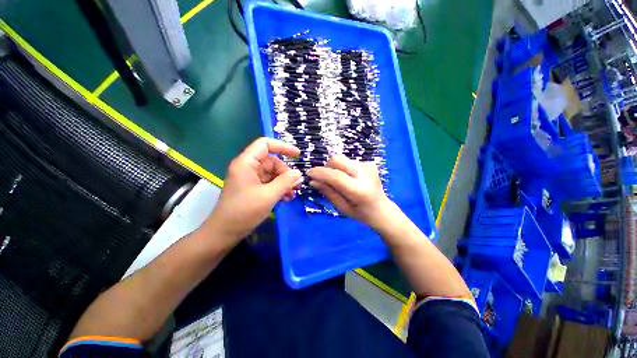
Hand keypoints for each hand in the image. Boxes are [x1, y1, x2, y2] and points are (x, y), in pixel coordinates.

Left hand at [206, 138, 300, 244]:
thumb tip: (298, 173)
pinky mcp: (252, 188)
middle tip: (296, 185)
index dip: (282, 147)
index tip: (297, 155)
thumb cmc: (244, 212)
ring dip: (284, 182)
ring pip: (272, 173)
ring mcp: (250, 178)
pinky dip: (278, 188)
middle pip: (272, 162)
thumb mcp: (268, 196)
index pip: (265, 144)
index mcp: (247, 163)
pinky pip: (269, 183)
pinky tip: (286, 198)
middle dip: (285, 172)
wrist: (224, 233)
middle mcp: (248, 167)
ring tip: (292, 194)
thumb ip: (285, 182)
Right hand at [307, 155, 395, 231]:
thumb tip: (313, 180)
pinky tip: (347, 178)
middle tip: (323, 178)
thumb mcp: (341, 208)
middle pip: (338, 160)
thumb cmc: (360, 213)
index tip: (309, 173)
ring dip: (334, 167)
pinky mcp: (369, 163)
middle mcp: (365, 174)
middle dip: (326, 167)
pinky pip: (348, 161)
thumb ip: (328, 192)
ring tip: (336, 179)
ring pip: (342, 159)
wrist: (382, 209)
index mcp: (359, 190)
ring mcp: (368, 166)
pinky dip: (342, 168)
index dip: (320, 172)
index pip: (335, 176)